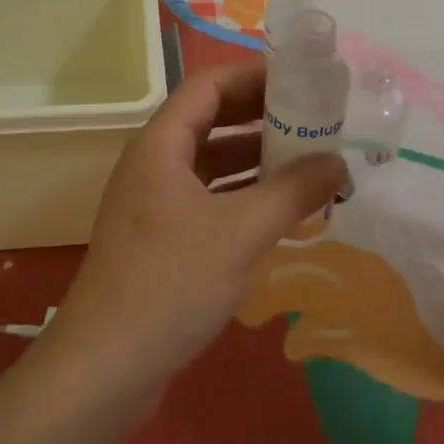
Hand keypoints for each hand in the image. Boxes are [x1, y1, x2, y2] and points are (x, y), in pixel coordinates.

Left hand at [44, 61, 346, 397]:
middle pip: (211, 118)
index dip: (254, 75)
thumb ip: (293, 191)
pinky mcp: (160, 236)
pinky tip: (279, 208)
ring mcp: (154, 200)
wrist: (105, 368)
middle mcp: (154, 162)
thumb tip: (338, 162)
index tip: (301, 80)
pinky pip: (208, 196)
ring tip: (307, 160)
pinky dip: (242, 193)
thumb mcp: (242, 232)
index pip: (209, 84)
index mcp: (161, 143)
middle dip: (261, 116)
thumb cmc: (171, 284)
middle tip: (313, 118)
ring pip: (211, 160)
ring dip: (255, 157)